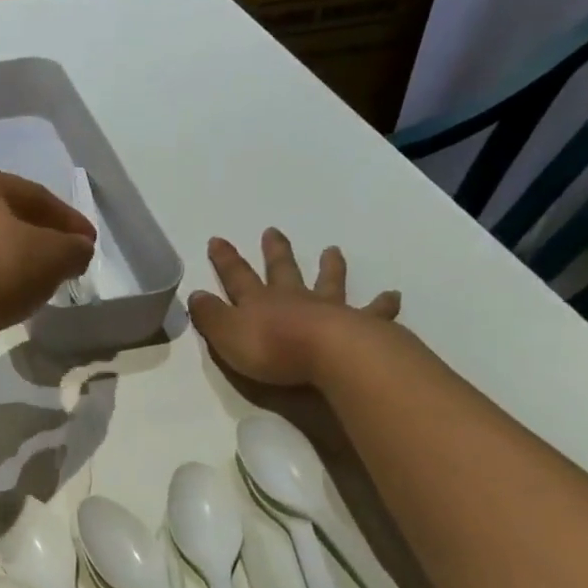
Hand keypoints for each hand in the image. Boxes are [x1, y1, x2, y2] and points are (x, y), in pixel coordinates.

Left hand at [0, 165, 94, 355]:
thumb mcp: (48, 260)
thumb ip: (72, 250)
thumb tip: (77, 249)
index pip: (37, 196)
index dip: (69, 222)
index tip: (88, 246)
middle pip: (3, 217)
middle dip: (35, 241)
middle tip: (58, 267)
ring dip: (5, 263)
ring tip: (26, 290)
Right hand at [188, 229, 400, 387]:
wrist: (329, 356)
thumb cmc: (272, 348)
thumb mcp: (226, 335)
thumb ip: (211, 316)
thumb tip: (195, 295)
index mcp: (259, 302)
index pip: (237, 277)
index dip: (225, 260)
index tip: (217, 240)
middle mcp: (293, 298)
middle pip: (282, 270)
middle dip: (275, 252)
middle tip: (272, 232)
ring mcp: (329, 308)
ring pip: (328, 281)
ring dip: (328, 266)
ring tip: (332, 250)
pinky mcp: (360, 325)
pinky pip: (373, 310)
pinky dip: (382, 303)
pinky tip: (392, 295)